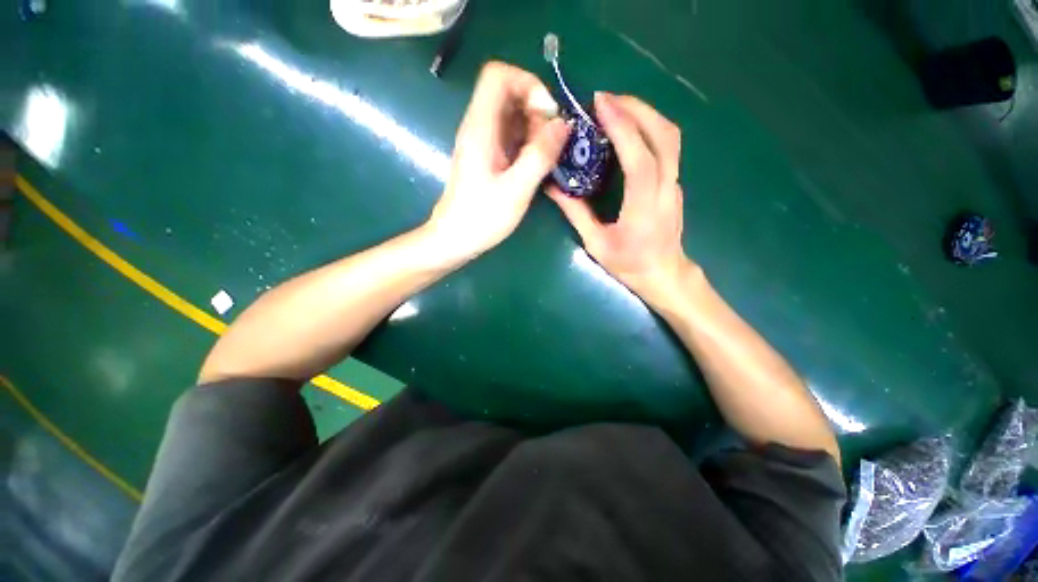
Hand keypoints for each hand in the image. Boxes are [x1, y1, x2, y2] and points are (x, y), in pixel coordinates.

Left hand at [424, 62, 570, 262]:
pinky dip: (528, 143)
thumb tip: (563, 124)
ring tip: (546, 158)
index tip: (547, 114)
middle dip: (536, 110)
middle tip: (550, 143)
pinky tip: (536, 166)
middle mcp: (479, 128)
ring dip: (535, 129)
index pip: (498, 75)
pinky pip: (511, 137)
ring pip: (512, 116)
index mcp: (480, 128)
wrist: (455, 239)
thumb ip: (540, 155)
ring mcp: (483, 143)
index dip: (527, 83)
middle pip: (509, 93)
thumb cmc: (482, 218)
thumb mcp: (516, 190)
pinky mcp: (487, 158)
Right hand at [548, 92, 692, 301]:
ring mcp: (675, 184)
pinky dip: (648, 127)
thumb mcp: (596, 244)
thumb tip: (553, 187)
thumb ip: (576, 213)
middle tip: (605, 99)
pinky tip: (628, 128)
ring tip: (616, 106)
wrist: (664, 274)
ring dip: (645, 113)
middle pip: (664, 136)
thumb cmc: (629, 264)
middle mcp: (666, 189)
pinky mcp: (674, 183)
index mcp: (644, 207)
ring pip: (670, 137)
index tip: (601, 104)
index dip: (623, 127)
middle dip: (636, 108)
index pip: (639, 158)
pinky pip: (667, 146)